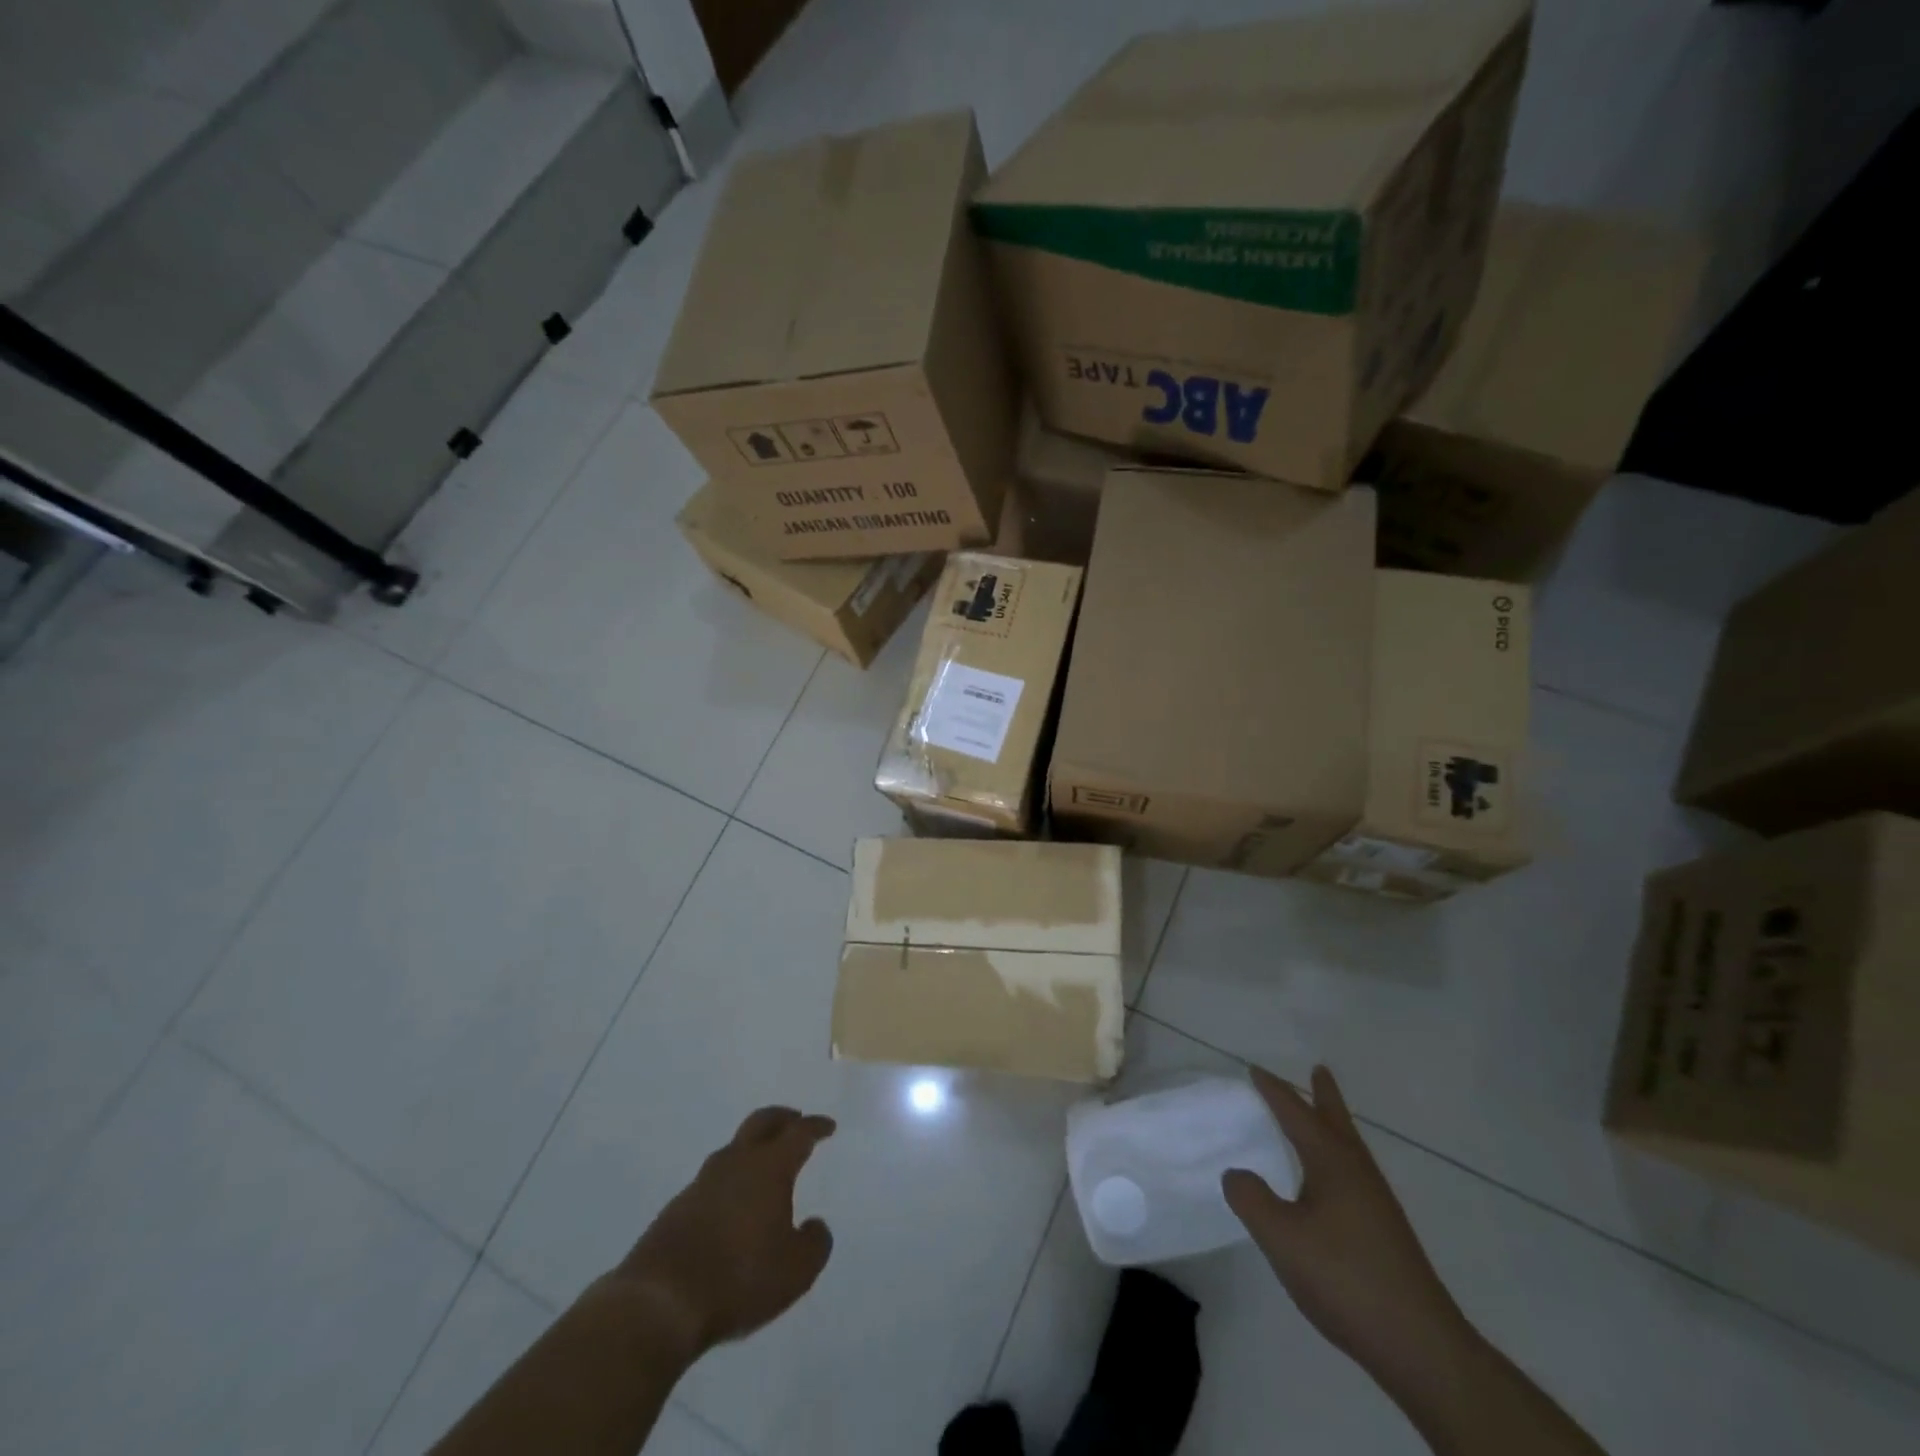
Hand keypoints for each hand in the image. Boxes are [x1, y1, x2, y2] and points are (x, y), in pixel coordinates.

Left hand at [610, 1106, 835, 1362]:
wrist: (660, 1302)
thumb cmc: (739, 1278)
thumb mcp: (796, 1271)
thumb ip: (814, 1243)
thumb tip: (815, 1224)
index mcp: (769, 1167)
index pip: (798, 1134)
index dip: (815, 1127)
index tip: (828, 1126)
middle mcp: (735, 1163)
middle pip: (761, 1123)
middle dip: (782, 1118)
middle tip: (796, 1120)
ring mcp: (702, 1183)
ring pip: (734, 1149)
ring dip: (753, 1148)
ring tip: (765, 1164)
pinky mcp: (677, 1208)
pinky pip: (713, 1180)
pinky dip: (731, 1180)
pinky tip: (733, 1204)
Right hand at [1223, 1066, 1471, 1387]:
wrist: (1421, 1346)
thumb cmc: (1345, 1278)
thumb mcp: (1282, 1237)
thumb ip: (1251, 1199)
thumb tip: (1236, 1173)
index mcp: (1332, 1162)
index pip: (1296, 1113)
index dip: (1274, 1091)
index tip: (1255, 1069)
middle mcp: (1357, 1172)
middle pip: (1338, 1121)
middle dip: (1324, 1095)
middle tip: (1318, 1069)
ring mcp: (1377, 1204)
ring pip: (1349, 1149)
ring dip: (1333, 1126)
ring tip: (1320, 1119)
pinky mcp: (1385, 1234)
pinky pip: (1353, 1175)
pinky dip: (1337, 1159)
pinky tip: (1328, 1185)